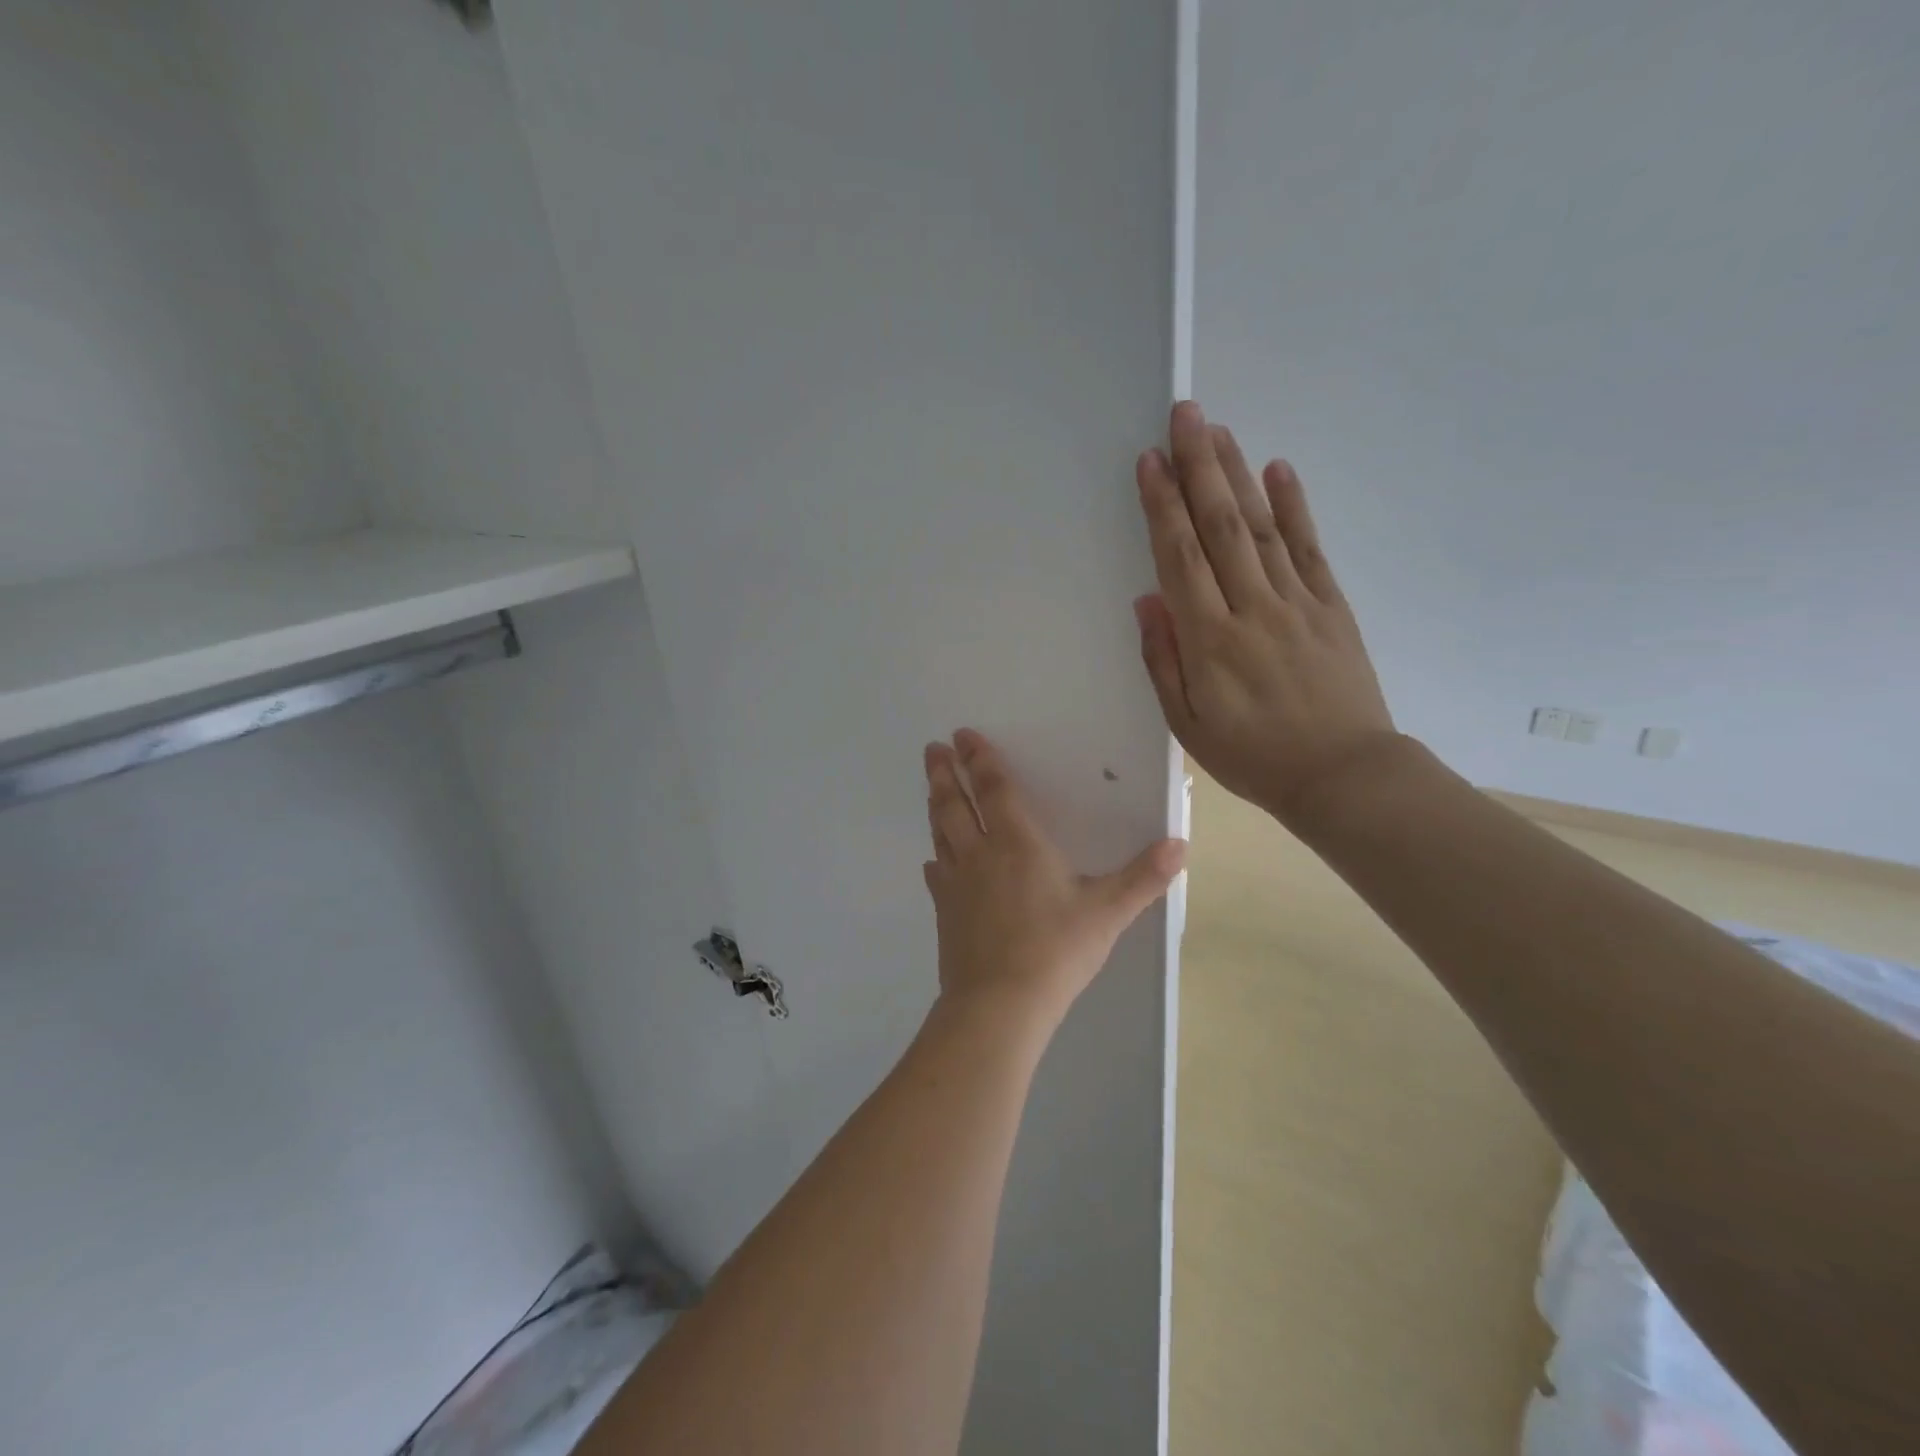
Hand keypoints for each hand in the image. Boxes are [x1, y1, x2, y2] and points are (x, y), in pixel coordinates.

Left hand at [922, 729, 1185, 1028]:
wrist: (1000, 1003)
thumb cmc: (1055, 950)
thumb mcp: (1107, 912)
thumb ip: (1143, 877)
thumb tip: (1180, 844)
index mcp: (1016, 843)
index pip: (994, 789)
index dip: (979, 759)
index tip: (963, 735)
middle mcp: (979, 854)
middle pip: (955, 804)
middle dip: (945, 773)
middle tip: (932, 748)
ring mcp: (957, 884)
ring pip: (941, 833)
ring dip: (936, 805)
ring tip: (931, 787)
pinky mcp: (945, 913)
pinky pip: (937, 876)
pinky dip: (936, 861)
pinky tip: (933, 862)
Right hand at [1134, 400, 1399, 823]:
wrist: (1342, 775)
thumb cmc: (1253, 756)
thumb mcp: (1188, 724)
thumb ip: (1164, 660)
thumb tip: (1147, 599)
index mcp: (1210, 640)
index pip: (1180, 557)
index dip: (1163, 506)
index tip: (1149, 461)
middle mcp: (1252, 608)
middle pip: (1221, 526)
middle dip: (1199, 467)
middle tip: (1184, 414)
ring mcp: (1297, 602)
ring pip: (1261, 526)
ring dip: (1237, 475)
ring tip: (1218, 431)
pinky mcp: (1331, 606)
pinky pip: (1309, 548)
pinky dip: (1294, 506)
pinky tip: (1278, 470)